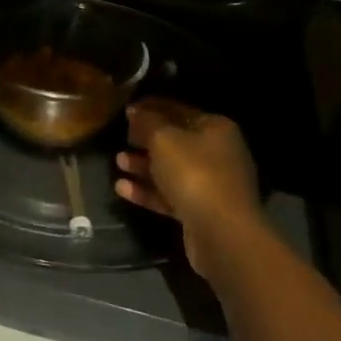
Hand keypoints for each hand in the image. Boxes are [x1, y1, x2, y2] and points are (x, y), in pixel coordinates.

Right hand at [114, 98, 261, 282]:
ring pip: (171, 170)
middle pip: (175, 140)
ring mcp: (211, 185)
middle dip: (146, 140)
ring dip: (143, 166)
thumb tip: (135, 110)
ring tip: (118, 162)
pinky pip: (170, 195)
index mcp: (215, 128)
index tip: (126, 109)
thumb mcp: (163, 139)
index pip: (177, 109)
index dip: (151, 107)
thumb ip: (146, 122)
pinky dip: (148, 191)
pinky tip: (122, 188)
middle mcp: (217, 153)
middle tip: (122, 138)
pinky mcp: (201, 211)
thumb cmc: (194, 174)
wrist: (222, 234)